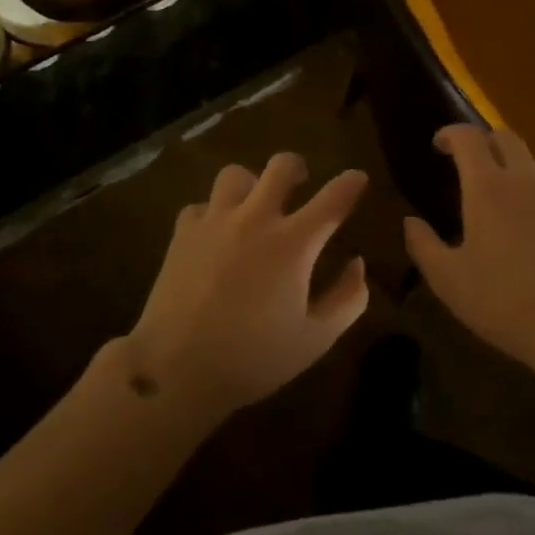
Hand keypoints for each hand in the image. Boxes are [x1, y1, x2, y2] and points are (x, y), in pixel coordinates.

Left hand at [128, 153, 370, 418]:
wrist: (176, 368)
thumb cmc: (253, 358)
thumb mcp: (314, 339)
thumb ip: (346, 299)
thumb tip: (358, 264)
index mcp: (293, 243)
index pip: (332, 199)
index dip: (350, 184)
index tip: (357, 178)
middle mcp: (255, 219)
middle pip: (281, 166)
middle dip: (297, 168)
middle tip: (300, 184)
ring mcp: (215, 221)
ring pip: (236, 175)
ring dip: (251, 185)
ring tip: (252, 206)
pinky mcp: (183, 232)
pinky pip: (201, 205)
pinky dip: (213, 214)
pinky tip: (215, 235)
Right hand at [404, 126, 534, 382]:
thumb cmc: (505, 300)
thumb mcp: (448, 280)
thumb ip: (423, 246)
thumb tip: (410, 222)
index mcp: (487, 187)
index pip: (468, 138)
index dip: (451, 133)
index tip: (439, 145)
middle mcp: (525, 181)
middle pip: (506, 137)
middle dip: (484, 140)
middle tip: (469, 161)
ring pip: (534, 163)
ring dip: (514, 165)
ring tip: (502, 192)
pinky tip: (534, 226)